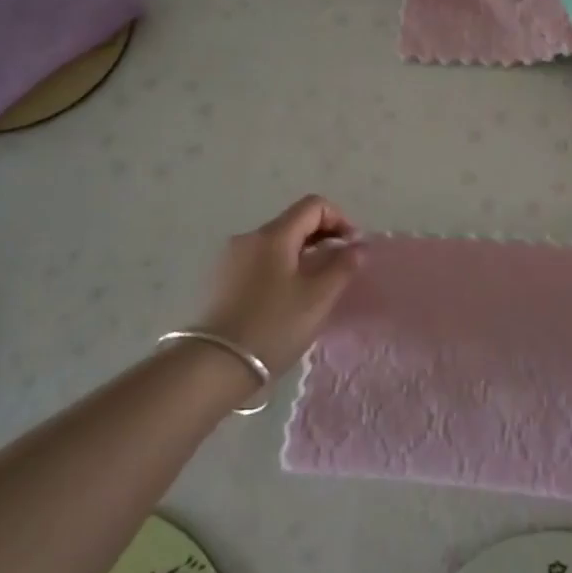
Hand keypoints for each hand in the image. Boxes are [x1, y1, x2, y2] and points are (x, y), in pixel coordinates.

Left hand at [197, 196, 363, 376]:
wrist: (213, 367)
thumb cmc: (273, 326)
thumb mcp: (318, 298)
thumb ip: (343, 266)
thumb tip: (358, 246)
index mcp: (273, 235)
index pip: (313, 205)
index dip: (340, 219)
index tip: (352, 248)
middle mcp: (249, 238)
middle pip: (294, 222)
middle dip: (322, 237)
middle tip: (339, 268)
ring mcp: (230, 258)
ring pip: (277, 244)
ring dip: (302, 255)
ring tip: (315, 286)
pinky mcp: (221, 281)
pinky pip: (260, 262)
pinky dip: (281, 269)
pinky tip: (286, 299)